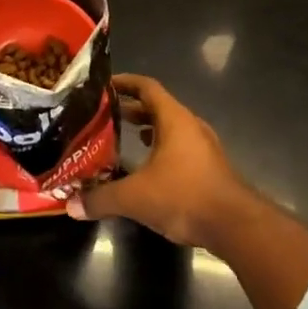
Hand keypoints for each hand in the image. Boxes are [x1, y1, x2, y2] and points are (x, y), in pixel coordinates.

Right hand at [69, 74, 263, 250]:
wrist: (236, 225)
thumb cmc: (184, 196)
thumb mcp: (135, 197)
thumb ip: (101, 199)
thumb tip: (71, 205)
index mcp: (174, 119)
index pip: (147, 87)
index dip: (125, 83)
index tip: (104, 85)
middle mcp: (190, 126)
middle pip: (158, 107)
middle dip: (132, 109)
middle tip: (106, 114)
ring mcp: (204, 147)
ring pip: (171, 128)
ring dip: (149, 129)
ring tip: (125, 136)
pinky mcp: (210, 168)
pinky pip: (181, 147)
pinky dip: (162, 148)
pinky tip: (149, 167)